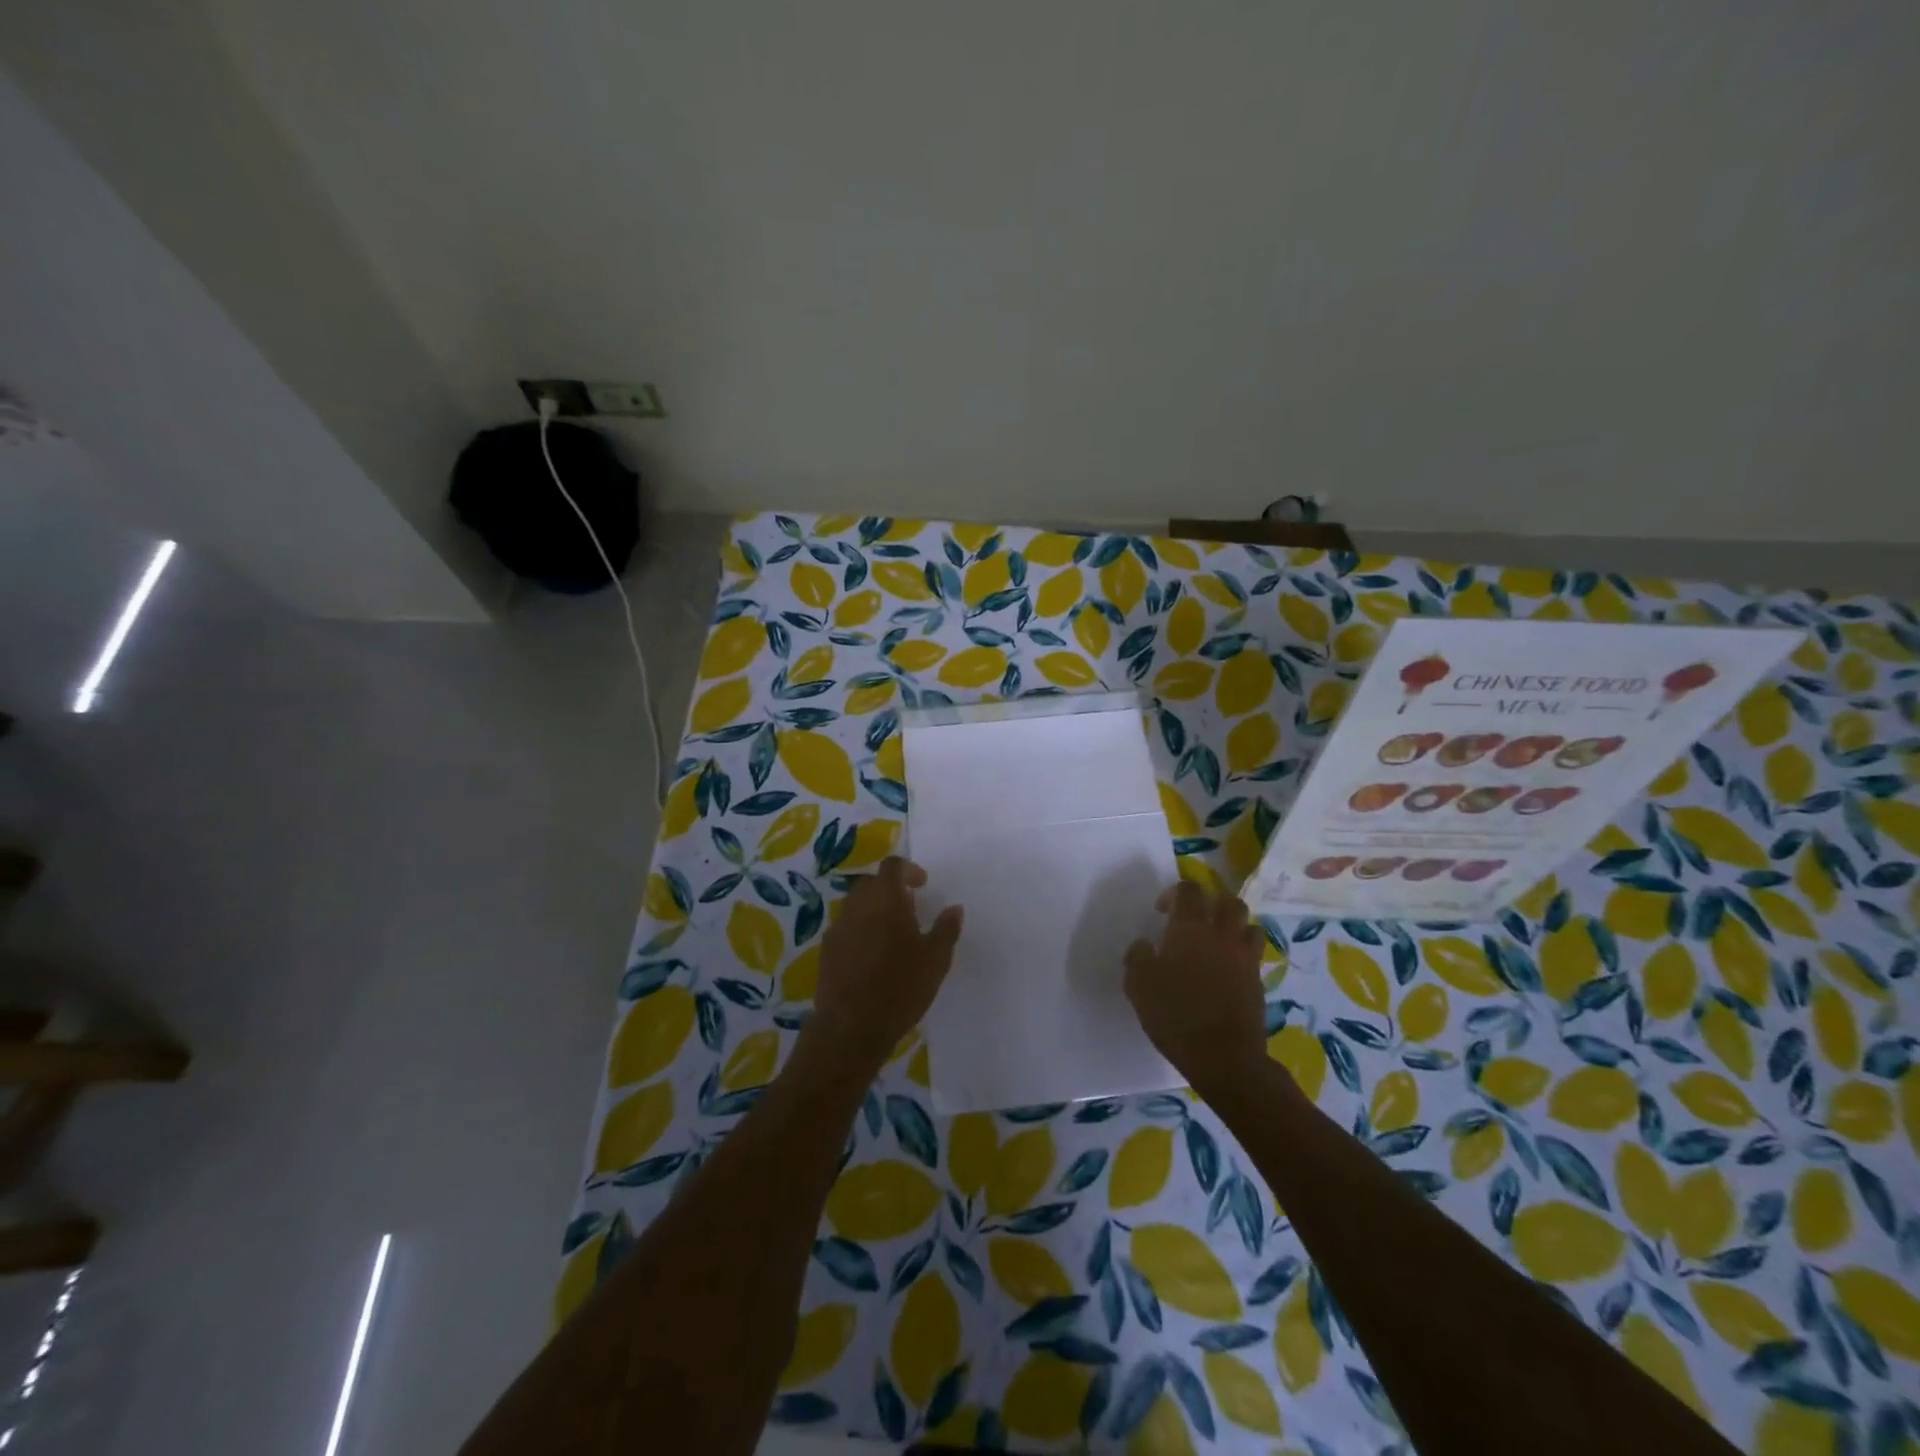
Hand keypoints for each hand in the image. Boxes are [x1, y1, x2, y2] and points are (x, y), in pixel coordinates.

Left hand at [805, 857, 963, 1069]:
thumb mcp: (935, 960)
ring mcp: (838, 928)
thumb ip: (946, 929)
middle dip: (889, 889)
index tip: (922, 885)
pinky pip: (845, 928)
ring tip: (892, 934)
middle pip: (871, 883)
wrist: (851, 1027)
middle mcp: (857, 906)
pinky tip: (872, 956)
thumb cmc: (900, 988)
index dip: (908, 869)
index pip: (892, 866)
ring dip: (873, 910)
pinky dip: (860, 930)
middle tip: (909, 908)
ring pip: (856, 905)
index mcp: (886, 900)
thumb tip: (954, 908)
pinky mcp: (826, 951)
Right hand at [1125, 881, 1267, 1095]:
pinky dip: (1242, 954)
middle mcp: (1221, 935)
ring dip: (1233, 927)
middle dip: (1212, 904)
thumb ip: (1137, 957)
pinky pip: (1254, 954)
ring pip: (1248, 925)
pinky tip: (1227, 971)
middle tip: (1195, 921)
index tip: (1162, 912)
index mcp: (1190, 929)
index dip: (1175, 893)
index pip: (1189, 890)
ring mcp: (1244, 958)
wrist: (1223, 1057)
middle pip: (1228, 901)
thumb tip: (1144, 945)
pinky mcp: (1258, 981)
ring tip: (1217, 943)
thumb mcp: (1138, 985)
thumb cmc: (1175, 1014)